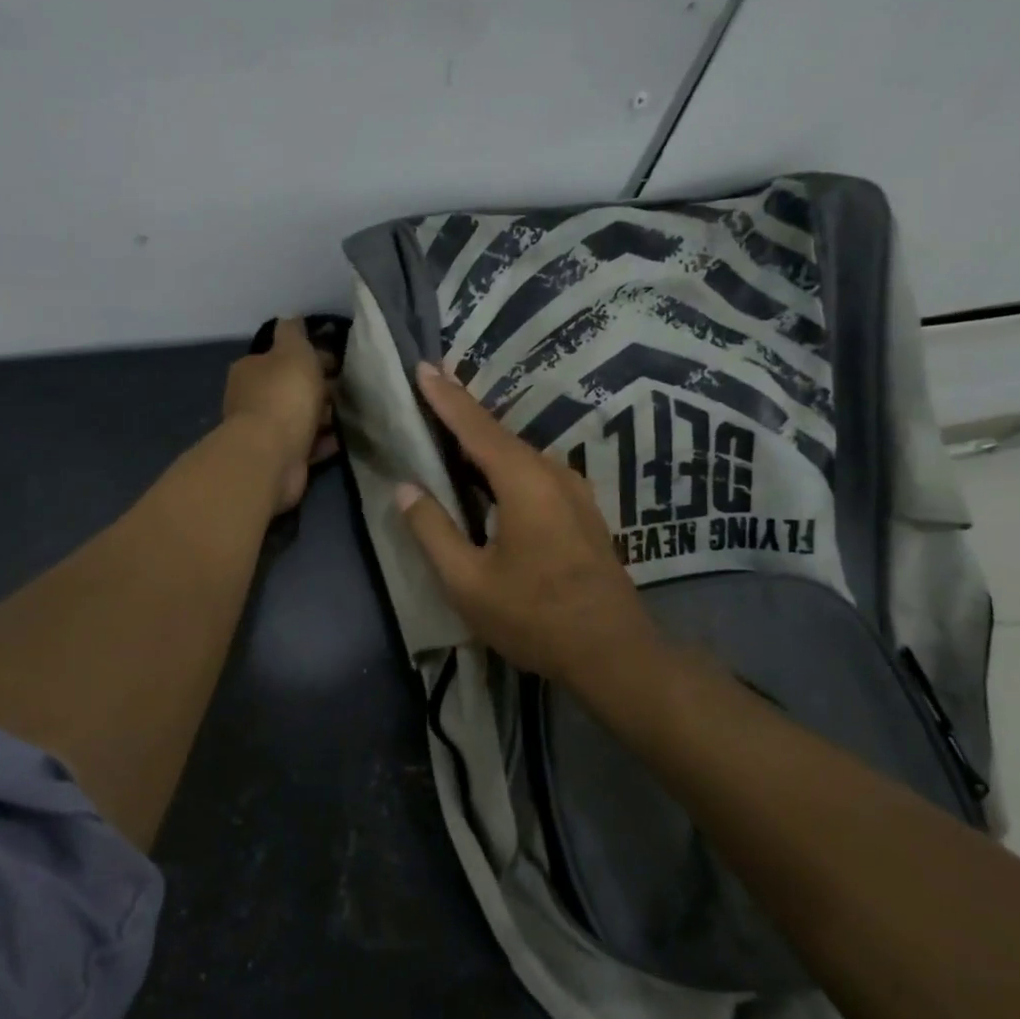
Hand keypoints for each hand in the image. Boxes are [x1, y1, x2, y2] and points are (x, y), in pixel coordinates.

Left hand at [222, 318, 337, 513]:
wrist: (272, 455)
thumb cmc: (284, 395)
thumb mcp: (293, 351)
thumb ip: (293, 332)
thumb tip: (291, 316)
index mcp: (251, 369)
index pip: (280, 356)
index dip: (308, 355)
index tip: (336, 360)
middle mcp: (252, 399)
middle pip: (289, 387)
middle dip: (316, 386)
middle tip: (348, 387)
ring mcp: (265, 431)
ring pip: (299, 417)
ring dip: (321, 415)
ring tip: (350, 412)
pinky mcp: (281, 457)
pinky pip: (307, 444)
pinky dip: (324, 441)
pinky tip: (344, 438)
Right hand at [395, 364, 666, 693]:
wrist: (613, 652)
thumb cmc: (534, 616)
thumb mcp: (467, 582)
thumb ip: (432, 530)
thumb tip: (406, 488)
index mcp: (524, 481)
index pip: (475, 426)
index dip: (445, 397)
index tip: (422, 366)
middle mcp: (553, 474)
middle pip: (499, 434)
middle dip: (463, 412)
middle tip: (431, 390)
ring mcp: (574, 492)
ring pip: (518, 454)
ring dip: (484, 440)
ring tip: (451, 430)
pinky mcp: (582, 512)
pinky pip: (534, 473)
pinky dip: (504, 464)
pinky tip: (488, 476)